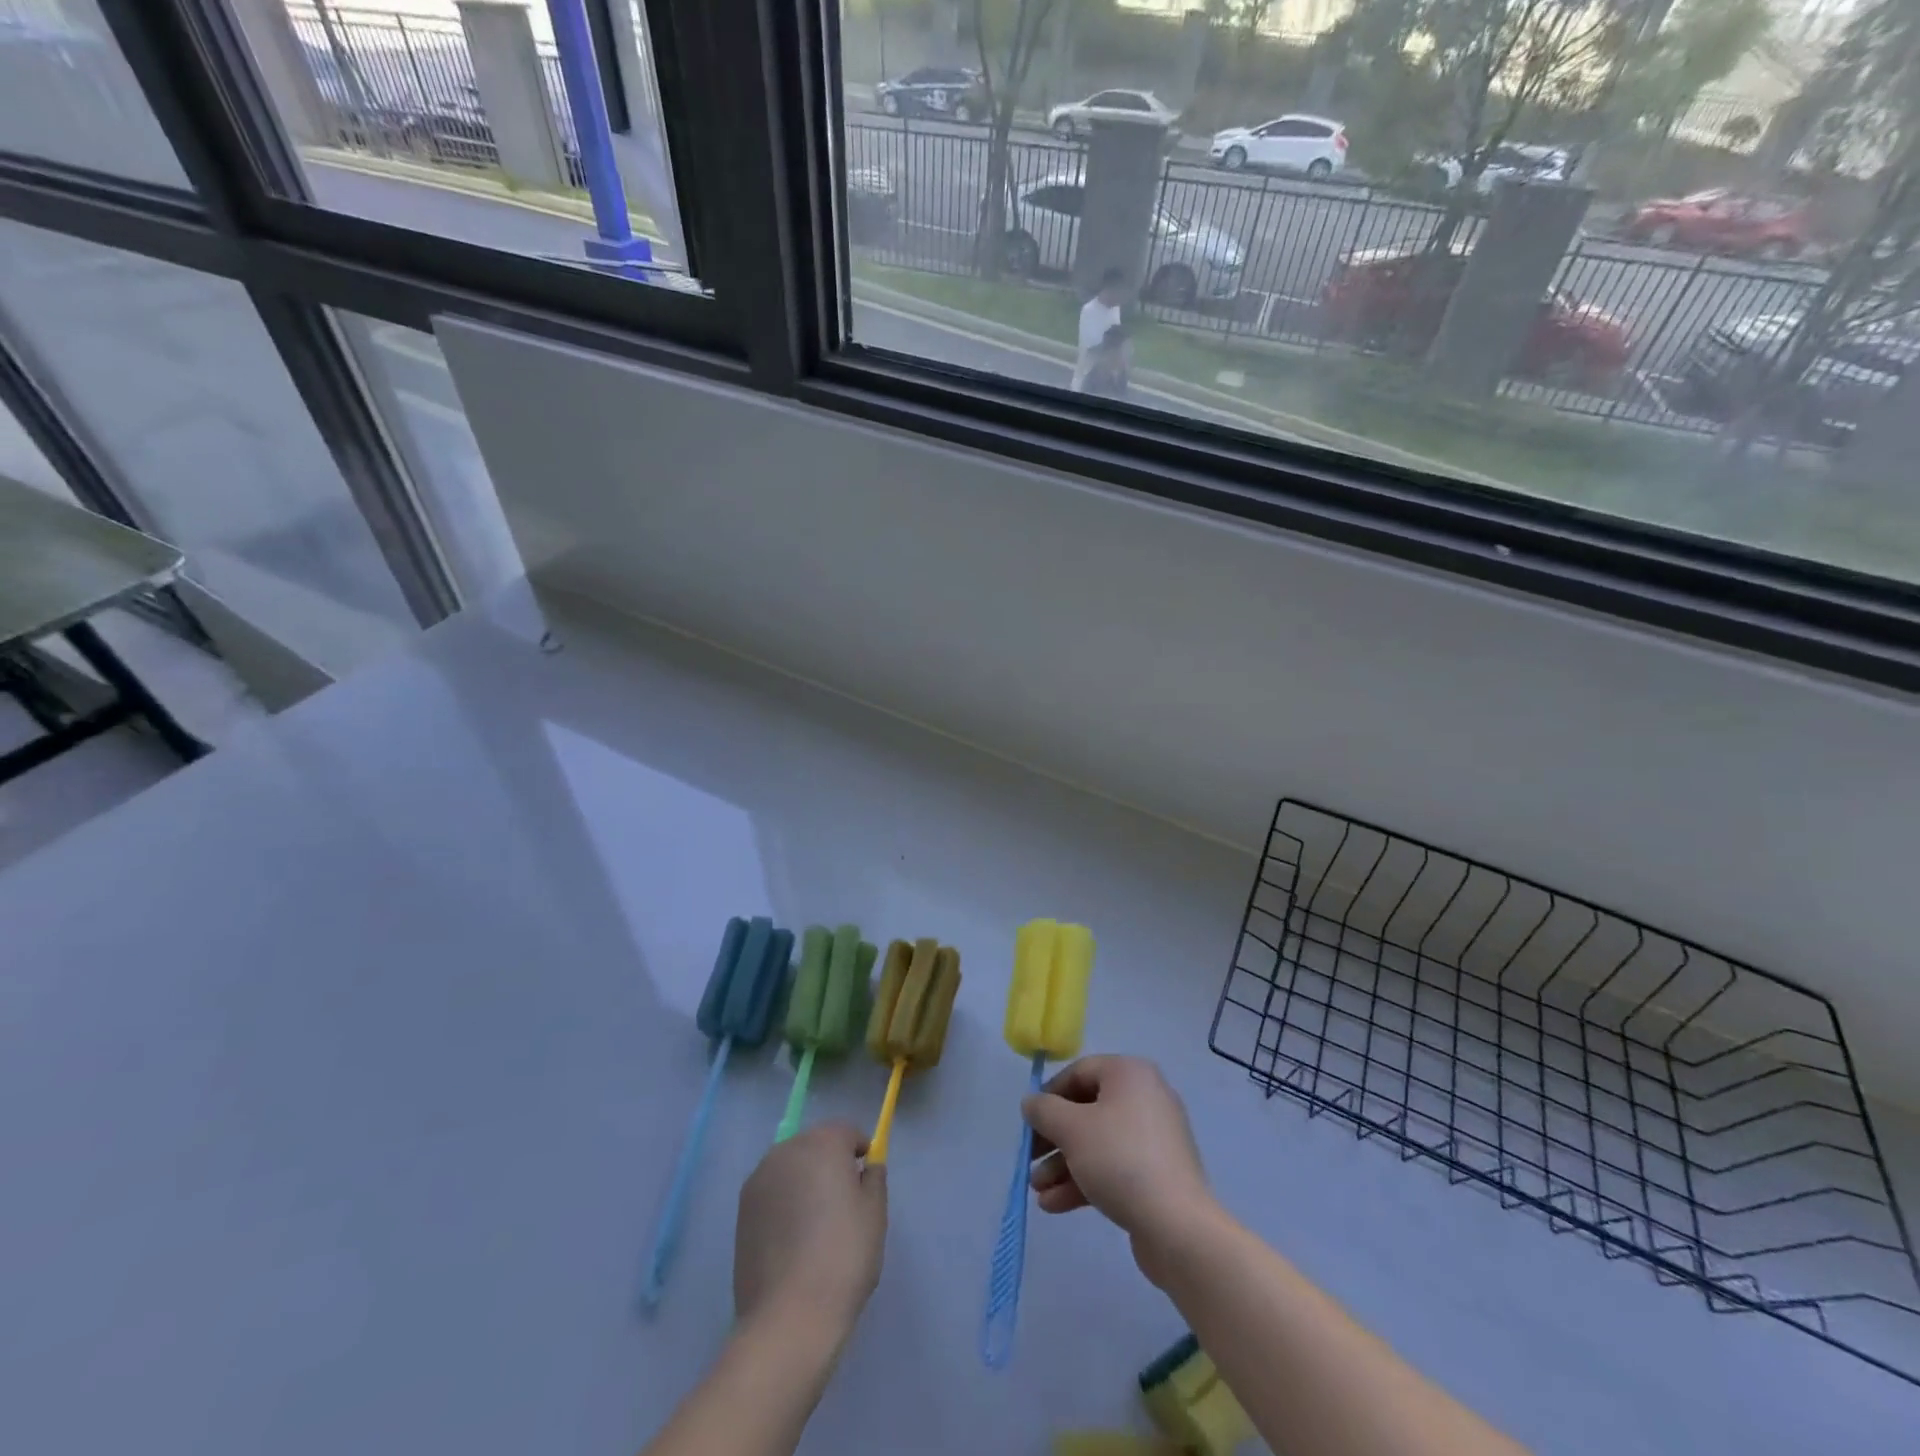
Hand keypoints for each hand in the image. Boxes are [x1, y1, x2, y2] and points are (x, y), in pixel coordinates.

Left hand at [733, 1123, 886, 1337]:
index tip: (866, 1181)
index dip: (860, 1152)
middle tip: (844, 1203)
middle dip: (831, 1163)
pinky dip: (785, 1202)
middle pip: (816, 1144)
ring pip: (792, 1167)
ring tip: (816, 1223)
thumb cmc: (843, 1258)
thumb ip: (874, 1178)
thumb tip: (867, 1167)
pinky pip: (773, 1191)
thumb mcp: (875, 1214)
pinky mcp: (742, 1209)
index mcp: (822, 1143)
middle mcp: (787, 1150)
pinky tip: (793, 1238)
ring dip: (805, 1181)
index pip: (847, 1132)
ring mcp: (760, 1178)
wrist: (789, 1317)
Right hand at [1023, 1056, 1217, 1282]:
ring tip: (1038, 1190)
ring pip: (1098, 1143)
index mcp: (1130, 1074)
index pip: (1079, 1072)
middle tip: (1030, 1159)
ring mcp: (1153, 1138)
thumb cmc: (1120, 1160)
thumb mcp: (1072, 1129)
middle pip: (1087, 1110)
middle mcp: (1145, 1097)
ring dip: (1063, 1164)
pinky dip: (1085, 1180)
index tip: (1030, 1122)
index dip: (1049, 1095)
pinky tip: (1055, 1204)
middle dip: (1054, 1138)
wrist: (1178, 1227)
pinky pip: (1113, 1166)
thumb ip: (1044, 1110)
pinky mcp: (1157, 1173)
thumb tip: (1031, 1102)